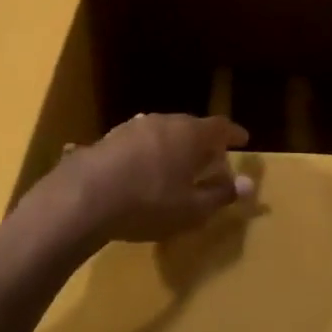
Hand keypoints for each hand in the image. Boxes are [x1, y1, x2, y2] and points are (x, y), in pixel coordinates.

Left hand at [42, 113, 252, 244]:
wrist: (83, 198)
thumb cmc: (148, 203)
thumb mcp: (191, 209)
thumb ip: (220, 195)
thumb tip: (249, 184)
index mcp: (189, 134)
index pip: (220, 126)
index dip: (233, 134)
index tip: (243, 141)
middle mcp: (163, 121)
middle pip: (190, 126)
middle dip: (203, 142)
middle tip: (210, 159)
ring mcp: (132, 127)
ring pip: (162, 132)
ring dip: (173, 146)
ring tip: (176, 165)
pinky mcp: (107, 139)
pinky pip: (139, 142)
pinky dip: (149, 153)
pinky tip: (142, 170)